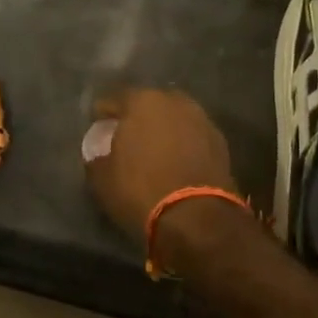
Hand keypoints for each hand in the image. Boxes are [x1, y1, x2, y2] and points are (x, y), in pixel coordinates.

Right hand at [83, 88, 237, 238]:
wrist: (197, 218)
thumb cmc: (141, 190)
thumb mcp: (102, 179)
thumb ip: (96, 158)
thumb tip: (99, 154)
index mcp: (141, 101)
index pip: (114, 98)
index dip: (102, 112)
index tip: (96, 124)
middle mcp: (174, 101)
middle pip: (148, 103)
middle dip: (136, 116)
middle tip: (126, 134)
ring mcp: (201, 119)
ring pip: (173, 118)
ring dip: (163, 128)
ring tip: (153, 148)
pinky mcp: (220, 142)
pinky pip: (192, 136)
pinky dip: (182, 143)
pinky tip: (175, 161)